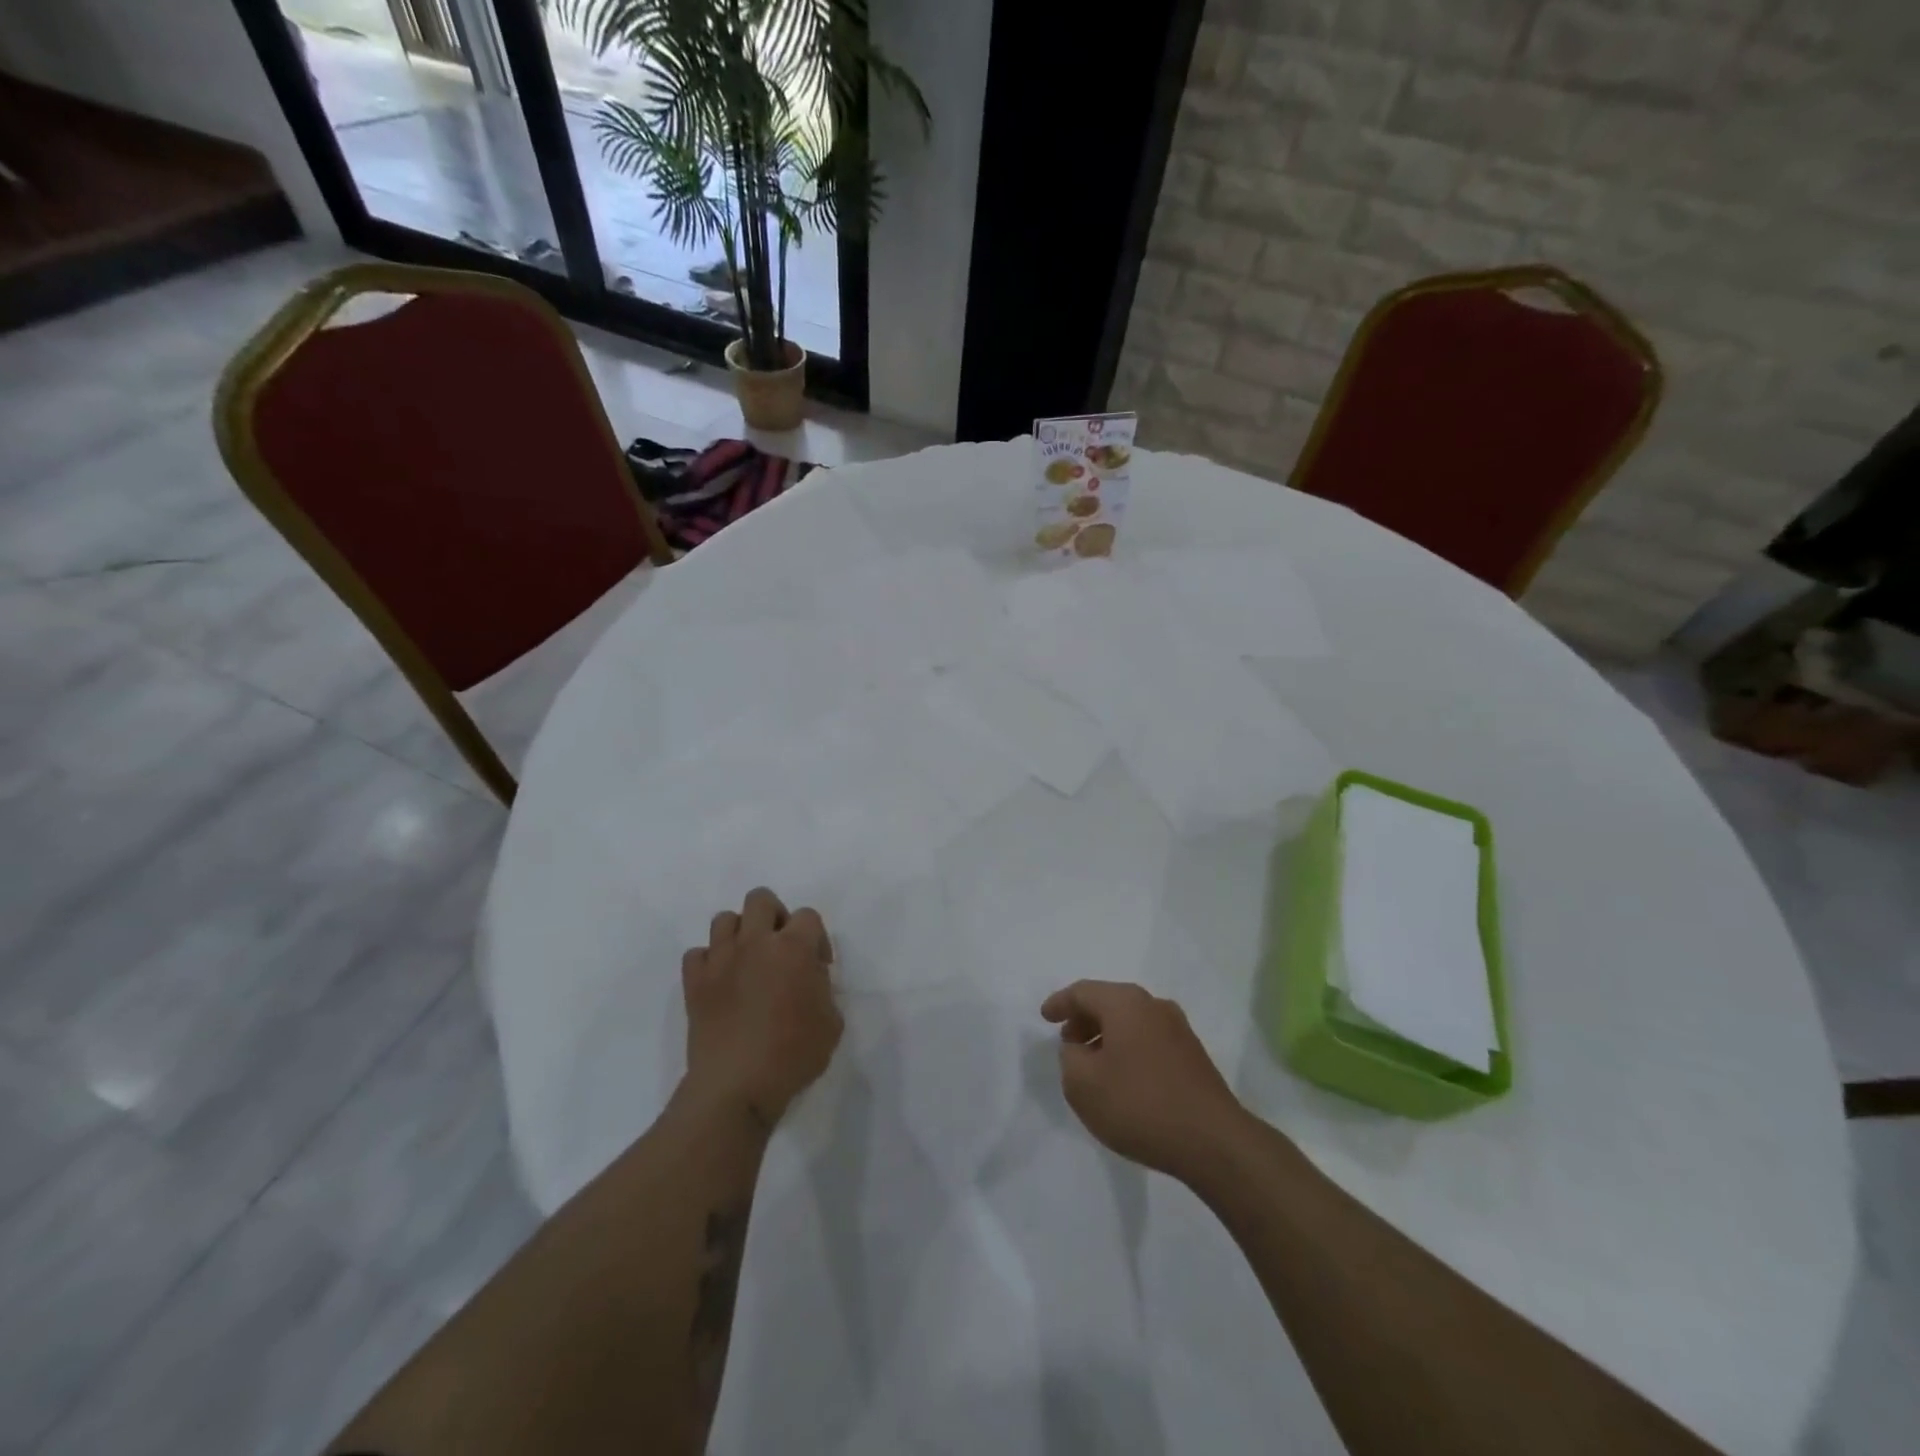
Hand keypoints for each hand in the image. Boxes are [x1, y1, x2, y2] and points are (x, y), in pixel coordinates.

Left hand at [682, 887, 841, 1128]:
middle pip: (760, 899)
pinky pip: (696, 954)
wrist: (737, 1087)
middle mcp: (755, 943)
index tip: (818, 967)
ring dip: (739, 934)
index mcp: (794, 948)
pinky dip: (708, 962)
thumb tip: (809, 979)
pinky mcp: (694, 982)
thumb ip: (823, 989)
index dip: (816, 938)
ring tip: (747, 962)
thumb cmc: (793, 1055)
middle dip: (774, 916)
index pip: (808, 916)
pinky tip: (719, 983)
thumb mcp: (832, 1022)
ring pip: (724, 919)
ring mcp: (720, 959)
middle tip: (780, 949)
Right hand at [1041, 980, 1247, 1183]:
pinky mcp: (1193, 1055)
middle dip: (1084, 1019)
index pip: (1083, 992)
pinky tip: (1123, 1078)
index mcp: (1126, 1003)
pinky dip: (1128, 1049)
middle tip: (1067, 1042)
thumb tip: (1079, 1048)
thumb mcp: (1083, 1085)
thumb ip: (1070, 1058)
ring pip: (1131, 1021)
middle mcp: (1154, 1006)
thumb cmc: (1140, 1105)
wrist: (1213, 1142)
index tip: (1044, 1017)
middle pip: (1109, 1002)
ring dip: (1107, 1036)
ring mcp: (1178, 1029)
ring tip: (1092, 1063)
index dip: (1060, 1003)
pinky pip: (1149, 1039)